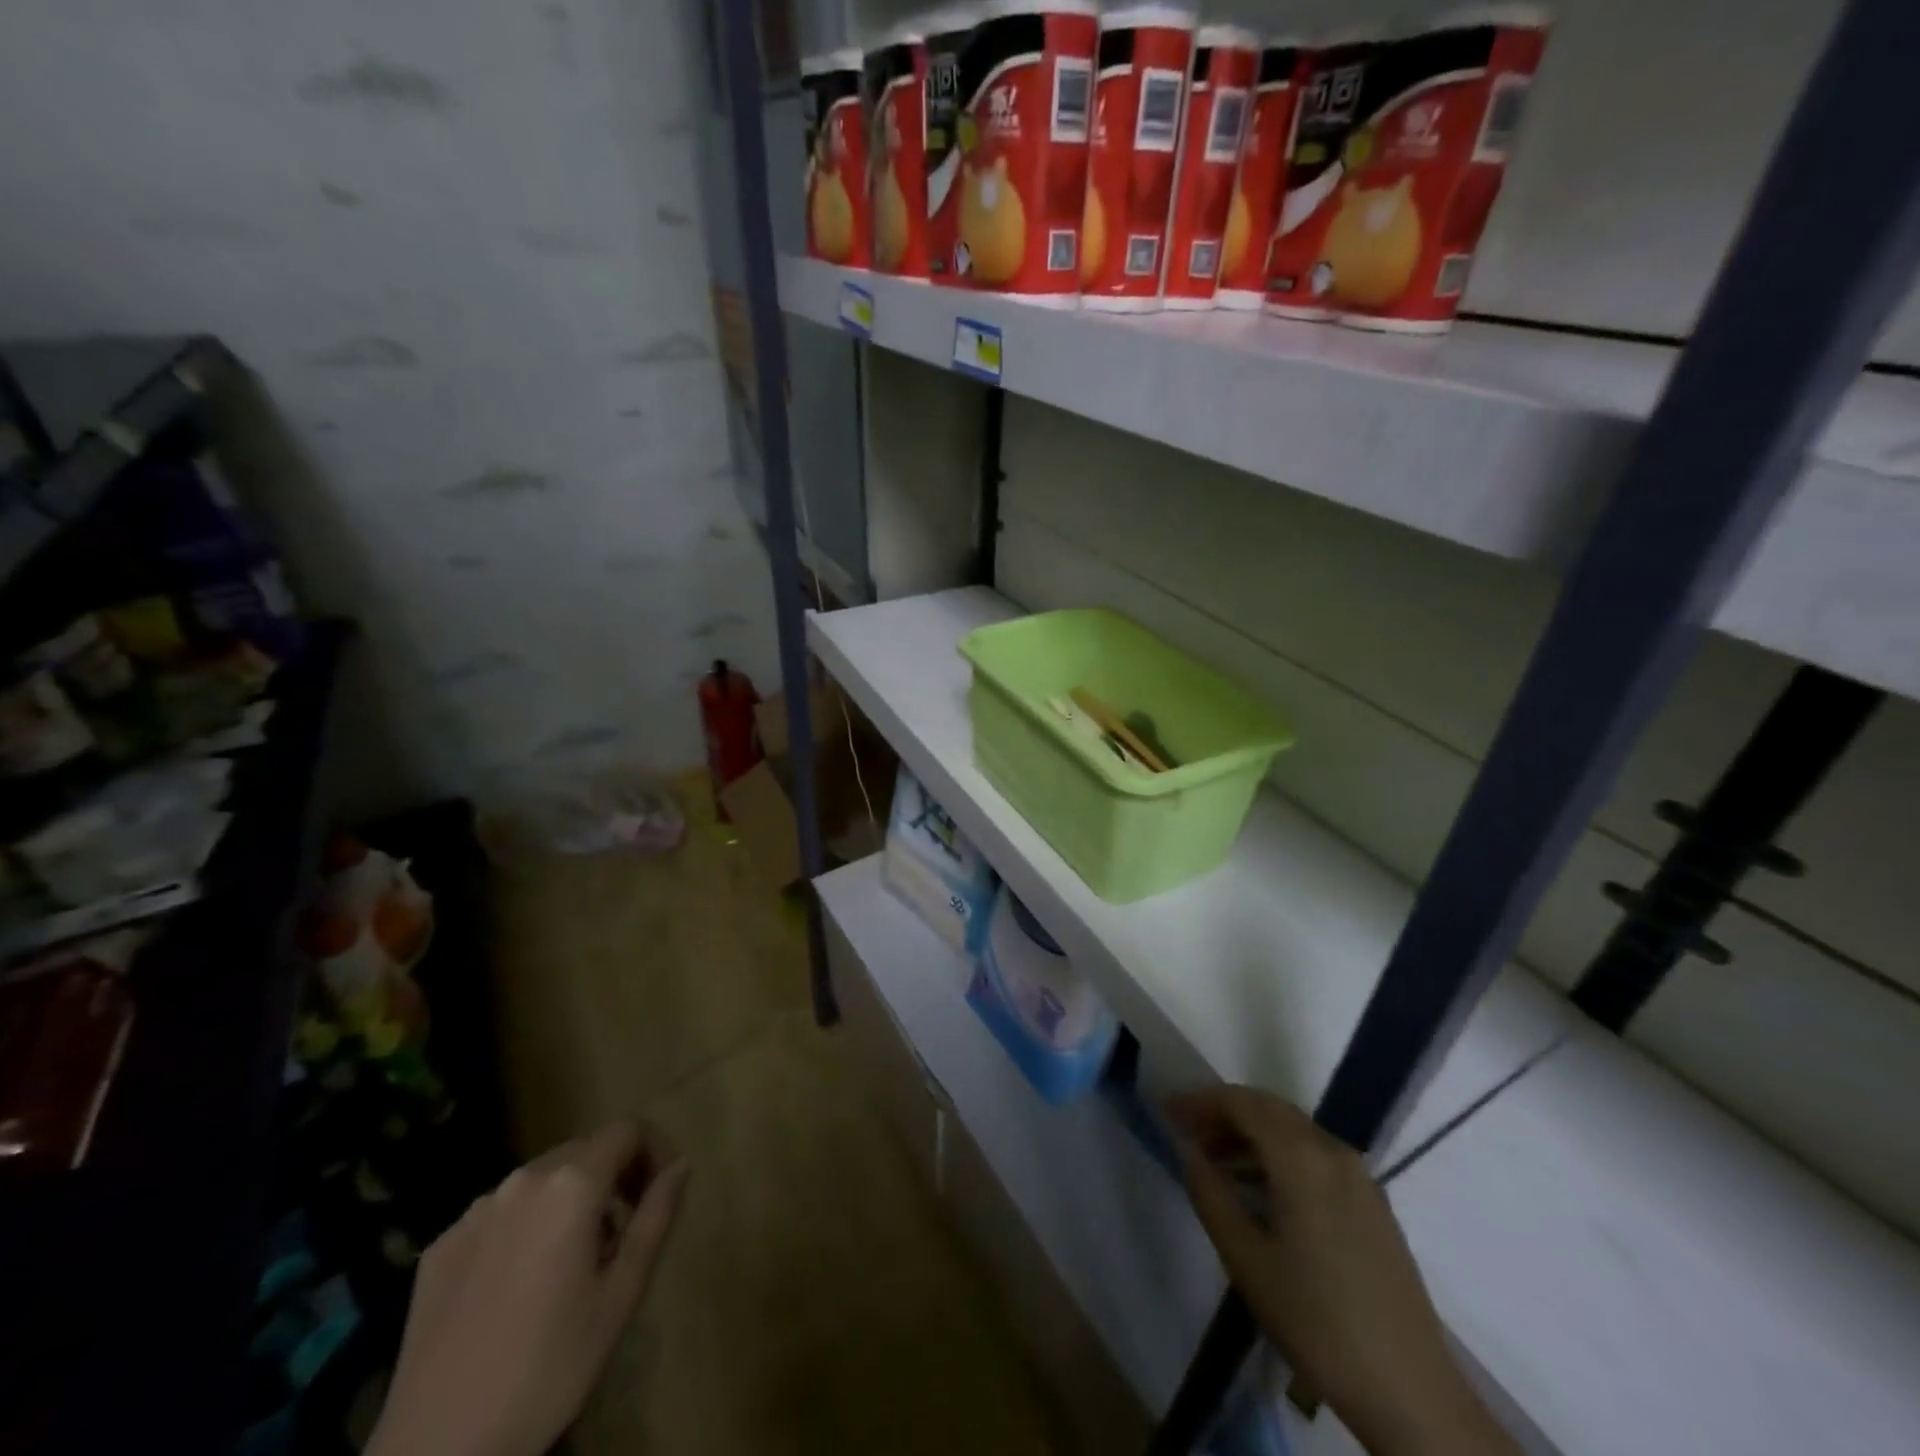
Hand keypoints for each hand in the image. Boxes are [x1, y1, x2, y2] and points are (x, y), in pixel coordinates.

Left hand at [368, 1122, 689, 1455]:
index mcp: (571, 1184)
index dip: (653, 1151)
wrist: (438, 1451)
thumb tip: (681, 1165)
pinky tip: (518, 1286)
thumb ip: (657, 1216)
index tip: (659, 1193)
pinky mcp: (439, 1246)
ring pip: (540, 1181)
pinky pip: (498, 1214)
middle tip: (622, 1233)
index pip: (627, 1130)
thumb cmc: (550, 1367)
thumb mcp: (622, 1293)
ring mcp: (473, 1212)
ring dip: (568, 1202)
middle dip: (612, 1177)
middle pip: (583, 1150)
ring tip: (571, 1264)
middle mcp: (521, 1181)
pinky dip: (524, 1228)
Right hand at [1167, 1088, 1513, 1455]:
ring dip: (1250, 1133)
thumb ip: (1211, 1195)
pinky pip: (1314, 1154)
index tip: (1167, 1111)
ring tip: (1214, 1160)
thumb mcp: (1247, 1261)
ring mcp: (1359, 1177)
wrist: (1412, 1393)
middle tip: (1186, 1132)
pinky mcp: (1372, 1202)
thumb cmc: (1318, 1324)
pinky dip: (1278, 1154)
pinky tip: (1258, 1188)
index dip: (1201, 1101)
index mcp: (1304, 1159)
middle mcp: (1334, 1152)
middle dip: (1223, 1112)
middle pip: (1269, 1109)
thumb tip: (1188, 1150)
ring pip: (1293, 1130)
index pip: (1243, 1103)